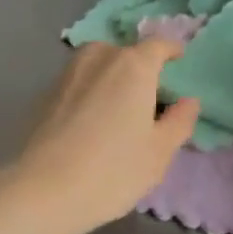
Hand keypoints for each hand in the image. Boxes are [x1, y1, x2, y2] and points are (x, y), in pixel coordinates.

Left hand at [11, 41, 200, 233]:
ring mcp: (70, 70)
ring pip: (101, 64)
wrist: (43, 188)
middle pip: (128, 53)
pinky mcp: (48, 89)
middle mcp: (101, 55)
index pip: (159, 45)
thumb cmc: (113, 169)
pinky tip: (91, 121)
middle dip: (141, 69)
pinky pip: (80, 80)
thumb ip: (180, 121)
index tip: (180, 61)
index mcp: (134, 64)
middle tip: (150, 99)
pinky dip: (91, 90)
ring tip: (120, 109)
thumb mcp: (159, 152)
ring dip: (113, 77)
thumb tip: (189, 100)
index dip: (172, 51)